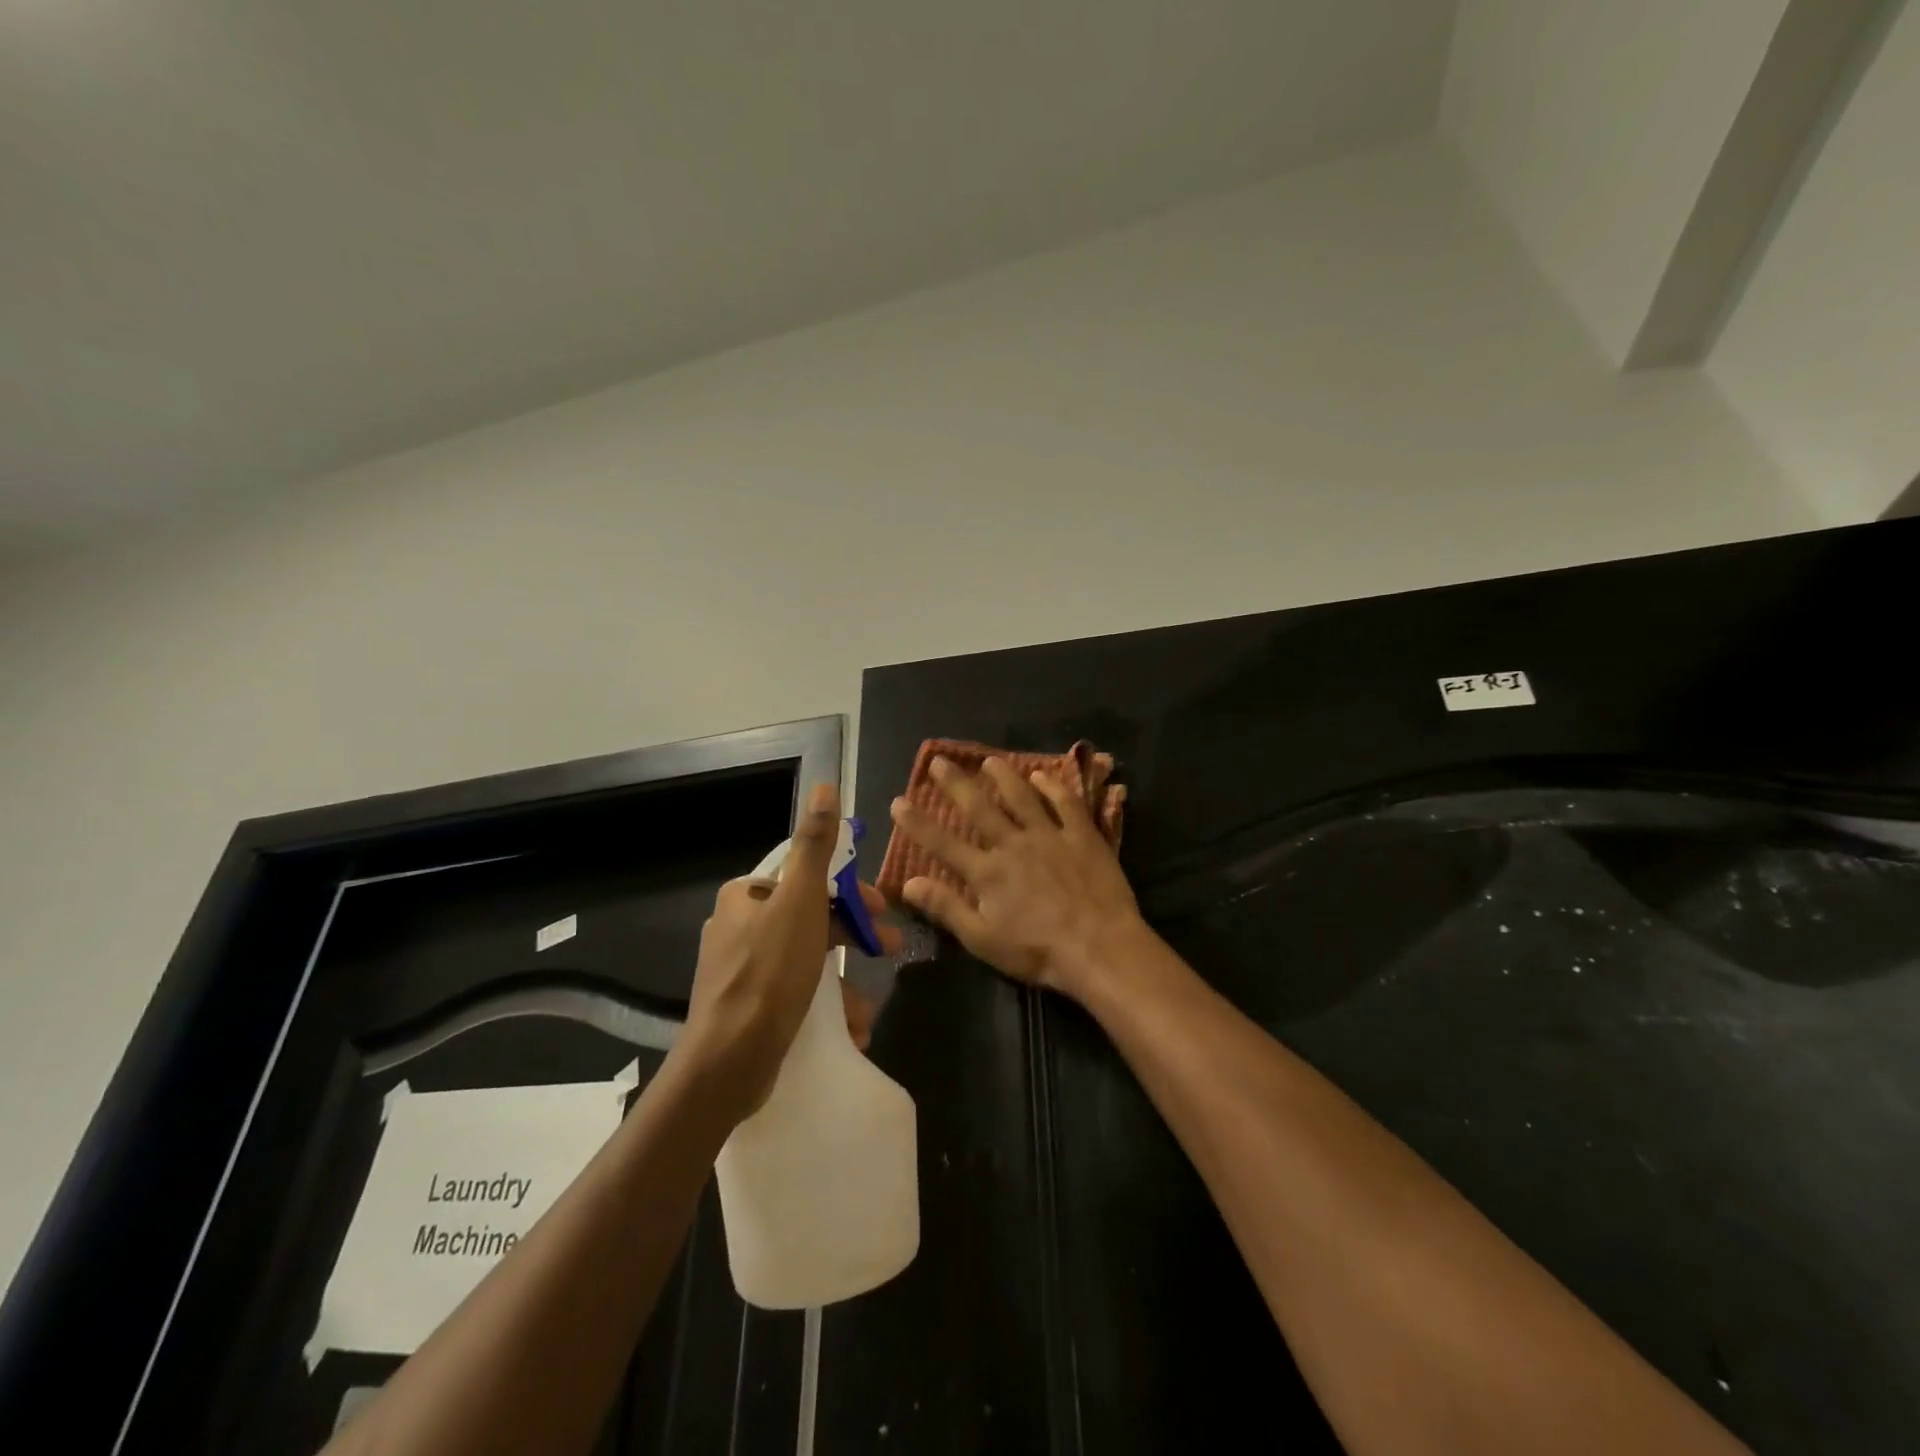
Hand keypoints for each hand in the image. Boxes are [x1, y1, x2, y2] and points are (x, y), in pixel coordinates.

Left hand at [677, 783, 899, 1123]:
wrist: (727, 1063)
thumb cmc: (769, 972)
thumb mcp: (801, 901)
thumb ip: (815, 846)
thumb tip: (824, 786)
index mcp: (746, 896)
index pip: (806, 877)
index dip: (848, 889)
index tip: (880, 908)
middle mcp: (738, 927)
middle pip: (810, 918)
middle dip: (853, 936)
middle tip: (890, 949)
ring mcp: (740, 972)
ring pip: (806, 962)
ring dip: (843, 982)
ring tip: (867, 1009)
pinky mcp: (747, 1010)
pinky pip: (794, 996)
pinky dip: (823, 1008)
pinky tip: (849, 1028)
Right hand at [888, 756, 1144, 1000]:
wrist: (1099, 947)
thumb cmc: (1038, 951)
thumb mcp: (983, 940)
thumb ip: (946, 908)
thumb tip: (908, 883)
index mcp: (987, 873)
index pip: (942, 843)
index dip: (917, 822)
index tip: (898, 800)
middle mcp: (1013, 845)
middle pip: (979, 808)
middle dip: (955, 784)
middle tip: (938, 760)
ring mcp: (1050, 836)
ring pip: (1022, 797)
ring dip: (1004, 776)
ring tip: (989, 760)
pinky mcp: (1082, 836)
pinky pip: (1066, 803)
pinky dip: (1053, 787)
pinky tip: (1044, 775)